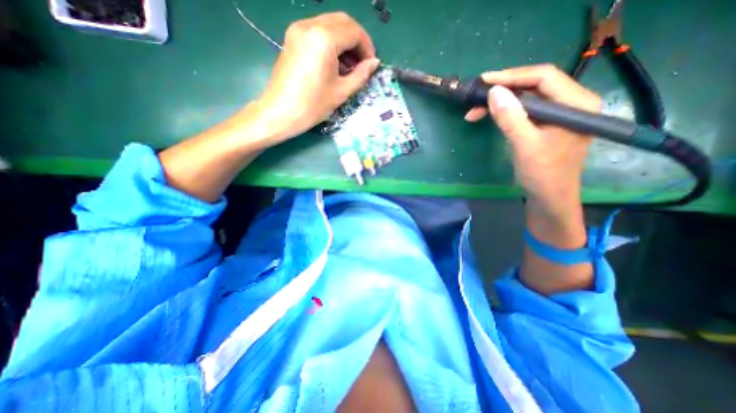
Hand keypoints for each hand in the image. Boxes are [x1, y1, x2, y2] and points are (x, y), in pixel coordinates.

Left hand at [254, 13, 378, 142]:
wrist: (281, 113)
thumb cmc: (313, 105)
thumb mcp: (341, 92)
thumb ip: (361, 74)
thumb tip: (374, 63)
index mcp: (323, 39)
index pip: (354, 31)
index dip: (367, 47)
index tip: (371, 64)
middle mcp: (310, 25)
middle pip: (343, 21)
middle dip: (357, 40)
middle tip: (363, 63)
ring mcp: (298, 29)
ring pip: (330, 24)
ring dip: (345, 41)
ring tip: (350, 66)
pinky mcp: (292, 37)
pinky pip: (318, 31)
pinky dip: (331, 42)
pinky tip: (335, 62)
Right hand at [468, 64, 600, 221]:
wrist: (549, 197)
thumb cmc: (542, 174)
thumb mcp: (525, 145)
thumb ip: (510, 118)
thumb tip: (493, 92)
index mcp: (576, 103)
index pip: (543, 77)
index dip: (512, 76)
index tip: (484, 81)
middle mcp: (571, 103)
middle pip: (534, 85)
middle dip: (502, 90)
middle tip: (475, 98)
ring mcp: (558, 114)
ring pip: (526, 98)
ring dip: (500, 103)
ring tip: (475, 111)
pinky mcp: (546, 124)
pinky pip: (524, 110)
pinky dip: (504, 112)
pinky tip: (489, 116)